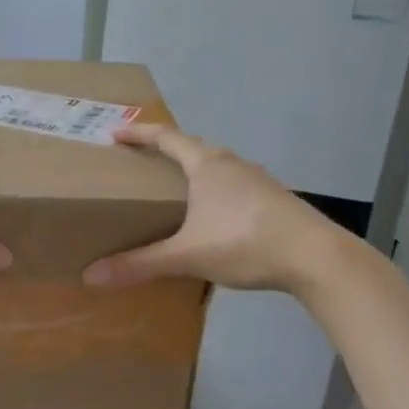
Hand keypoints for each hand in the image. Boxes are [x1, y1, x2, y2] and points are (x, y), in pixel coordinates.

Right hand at [83, 124, 356, 294]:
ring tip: (175, 189)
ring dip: (193, 171)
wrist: (316, 257)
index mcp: (207, 165)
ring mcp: (257, 180)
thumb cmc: (246, 242)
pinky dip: (214, 192)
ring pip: (216, 167)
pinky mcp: (273, 200)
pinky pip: (233, 186)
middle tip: (142, 161)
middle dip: (165, 150)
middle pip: (192, 147)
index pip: (166, 137)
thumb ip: (140, 264)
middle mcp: (232, 163)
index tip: (116, 133)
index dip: (139, 134)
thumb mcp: (187, 255)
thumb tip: (91, 275)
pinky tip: (212, 217)